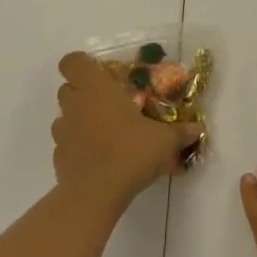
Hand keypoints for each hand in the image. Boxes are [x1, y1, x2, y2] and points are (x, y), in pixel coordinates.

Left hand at [52, 51, 197, 211]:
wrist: (95, 194)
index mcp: (96, 89)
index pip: (72, 62)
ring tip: (104, 132)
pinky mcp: (58, 156)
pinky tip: (98, 158)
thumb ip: (180, 132)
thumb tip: (198, 128)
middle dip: (84, 92)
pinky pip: (66, 143)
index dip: (82, 64)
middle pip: (67, 87)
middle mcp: (75, 105)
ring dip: (79, 119)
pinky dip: (78, 145)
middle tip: (109, 103)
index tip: (101, 74)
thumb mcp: (164, 141)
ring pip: (64, 116)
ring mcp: (62, 132)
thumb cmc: (130, 153)